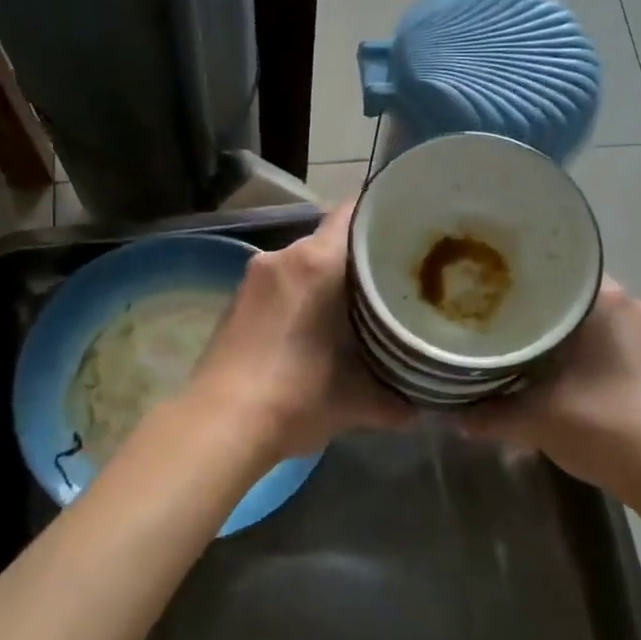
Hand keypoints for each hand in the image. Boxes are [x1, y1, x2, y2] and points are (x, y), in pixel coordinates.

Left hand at [186, 199, 411, 464]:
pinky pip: (279, 284)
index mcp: (315, 263)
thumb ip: (396, 400)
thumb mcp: (356, 402)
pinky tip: (313, 328)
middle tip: (391, 280)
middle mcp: (281, 257)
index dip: (384, 216)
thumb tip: (421, 411)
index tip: (408, 231)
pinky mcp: (234, 301)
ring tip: (356, 308)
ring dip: (327, 280)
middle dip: (359, 257)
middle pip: (329, 239)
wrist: (219, 426)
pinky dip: (300, 296)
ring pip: (302, 263)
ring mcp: (252, 278)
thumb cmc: (296, 398)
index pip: (354, 212)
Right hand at [458, 277, 640, 497]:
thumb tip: (453, 415)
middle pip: (573, 299)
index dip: (520, 284)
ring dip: (563, 337)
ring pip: (592, 322)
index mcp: (606, 302)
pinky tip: (560, 374)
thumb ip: (490, 413)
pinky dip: (584, 353)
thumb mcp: (535, 419)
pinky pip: (610, 342)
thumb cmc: (603, 425)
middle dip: (539, 314)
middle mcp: (632, 306)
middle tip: (500, 325)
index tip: (492, 295)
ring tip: (525, 351)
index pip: (556, 273)